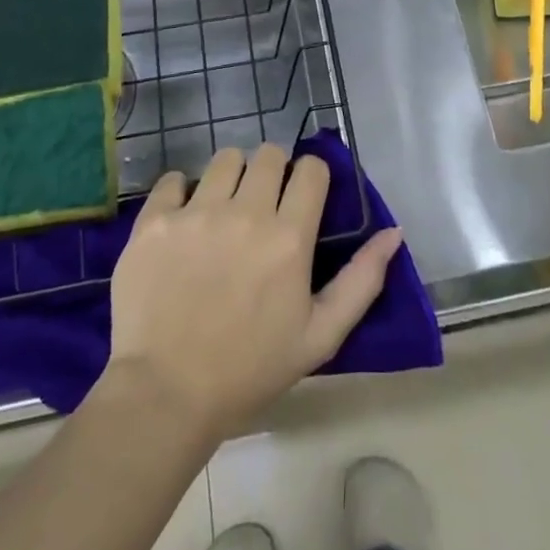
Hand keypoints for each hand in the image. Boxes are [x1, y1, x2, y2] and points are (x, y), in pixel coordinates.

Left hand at [104, 144, 404, 441]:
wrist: (164, 395)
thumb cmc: (249, 369)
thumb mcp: (320, 336)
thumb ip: (362, 281)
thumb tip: (394, 231)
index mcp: (289, 237)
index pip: (311, 169)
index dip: (311, 177)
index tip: (302, 198)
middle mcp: (246, 213)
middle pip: (268, 154)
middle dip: (273, 171)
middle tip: (263, 204)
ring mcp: (197, 213)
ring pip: (225, 158)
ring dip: (231, 176)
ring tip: (223, 208)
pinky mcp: (155, 220)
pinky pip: (174, 178)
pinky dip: (181, 191)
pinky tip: (183, 219)